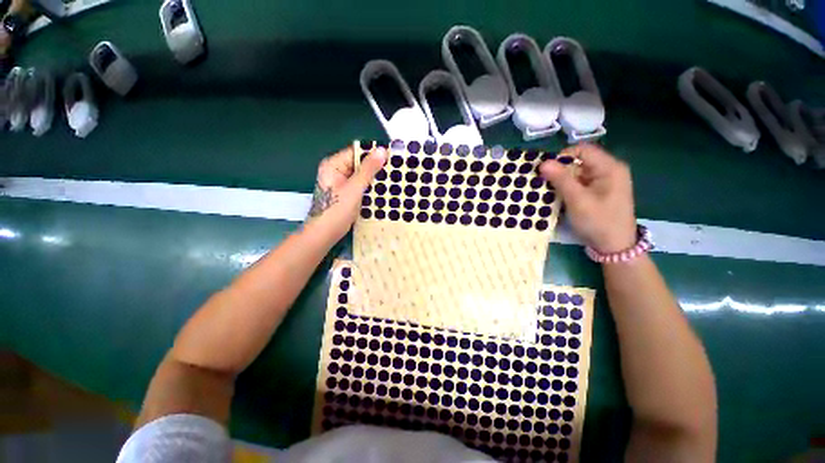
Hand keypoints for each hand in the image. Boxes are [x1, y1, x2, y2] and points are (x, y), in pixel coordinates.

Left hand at [305, 146, 386, 241]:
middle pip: (359, 164)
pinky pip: (361, 186)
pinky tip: (384, 190)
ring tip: (394, 178)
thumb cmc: (337, 210)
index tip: (392, 155)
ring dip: (375, 178)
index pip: (356, 152)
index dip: (373, 153)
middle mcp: (337, 171)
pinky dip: (371, 187)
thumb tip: (382, 150)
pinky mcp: (347, 194)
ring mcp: (342, 183)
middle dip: (376, 166)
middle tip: (396, 168)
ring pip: (362, 176)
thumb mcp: (354, 188)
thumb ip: (368, 170)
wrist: (325, 234)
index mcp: (334, 165)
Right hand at [539, 143, 636, 253]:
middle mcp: (608, 170)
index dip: (562, 157)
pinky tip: (558, 198)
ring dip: (561, 181)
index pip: (582, 150)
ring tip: (548, 192)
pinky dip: (566, 189)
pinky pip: (579, 183)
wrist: (614, 247)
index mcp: (609, 167)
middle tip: (544, 184)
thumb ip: (561, 179)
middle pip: (578, 161)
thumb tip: (543, 162)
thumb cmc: (599, 222)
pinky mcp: (598, 192)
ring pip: (576, 173)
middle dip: (559, 171)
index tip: (546, 171)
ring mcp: (603, 182)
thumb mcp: (578, 200)